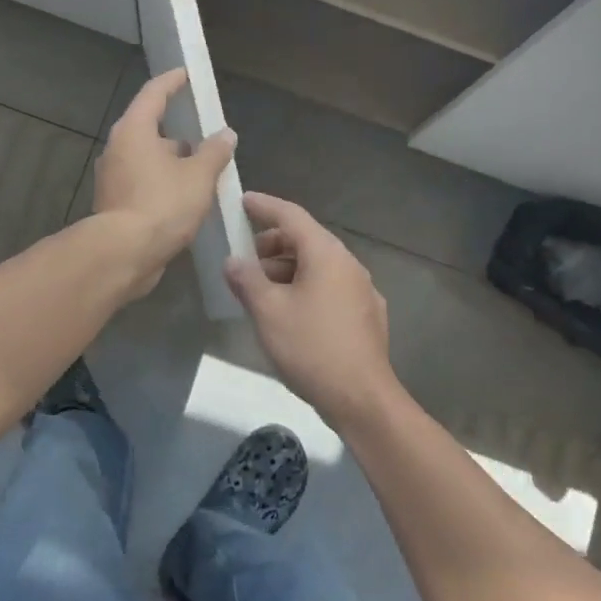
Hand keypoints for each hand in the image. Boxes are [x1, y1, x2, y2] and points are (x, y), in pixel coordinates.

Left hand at [92, 68, 236, 297]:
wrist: (123, 254)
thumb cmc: (162, 205)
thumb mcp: (198, 177)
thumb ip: (214, 152)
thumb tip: (225, 134)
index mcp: (134, 130)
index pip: (154, 94)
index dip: (172, 82)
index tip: (187, 75)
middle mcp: (117, 148)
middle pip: (148, 128)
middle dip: (176, 131)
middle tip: (203, 135)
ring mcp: (112, 177)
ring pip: (146, 159)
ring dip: (171, 161)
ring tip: (200, 171)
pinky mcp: (114, 203)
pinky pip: (142, 183)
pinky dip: (162, 183)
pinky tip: (184, 198)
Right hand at [225, 192, 402, 427]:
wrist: (361, 398)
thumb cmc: (311, 348)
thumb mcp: (268, 312)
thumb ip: (247, 280)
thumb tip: (233, 261)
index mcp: (326, 254)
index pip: (292, 215)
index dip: (265, 206)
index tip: (242, 201)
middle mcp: (348, 264)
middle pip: (306, 240)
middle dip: (272, 244)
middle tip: (245, 259)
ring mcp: (362, 289)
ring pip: (319, 266)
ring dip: (288, 269)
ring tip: (261, 291)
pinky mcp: (367, 314)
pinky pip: (330, 287)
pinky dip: (306, 287)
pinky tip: (291, 313)